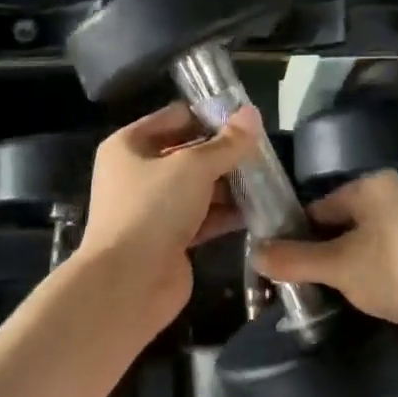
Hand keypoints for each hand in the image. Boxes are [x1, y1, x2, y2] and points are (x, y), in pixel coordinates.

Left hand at [75, 103, 259, 327]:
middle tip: (265, 153)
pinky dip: (225, 213)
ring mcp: (152, 209)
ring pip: (197, 188)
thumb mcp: (193, 167)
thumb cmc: (153, 209)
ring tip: (268, 180)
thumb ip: (227, 143)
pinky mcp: (168, 239)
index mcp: (129, 145)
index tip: (248, 121)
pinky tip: (258, 210)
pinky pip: (202, 217)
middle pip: (188, 154)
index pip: (175, 118)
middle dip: (224, 154)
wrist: (128, 283)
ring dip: (229, 185)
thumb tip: (252, 113)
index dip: (210, 117)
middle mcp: (137, 173)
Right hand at [254, 171, 397, 364]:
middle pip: (341, 226)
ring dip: (344, 270)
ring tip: (321, 297)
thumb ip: (294, 259)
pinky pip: (386, 262)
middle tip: (294, 286)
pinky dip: (371, 279)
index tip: (276, 265)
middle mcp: (395, 198)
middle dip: (319, 255)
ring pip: (364, 247)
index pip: (318, 207)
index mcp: (372, 187)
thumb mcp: (338, 266)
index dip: (294, 235)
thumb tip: (254, 252)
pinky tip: (359, 302)